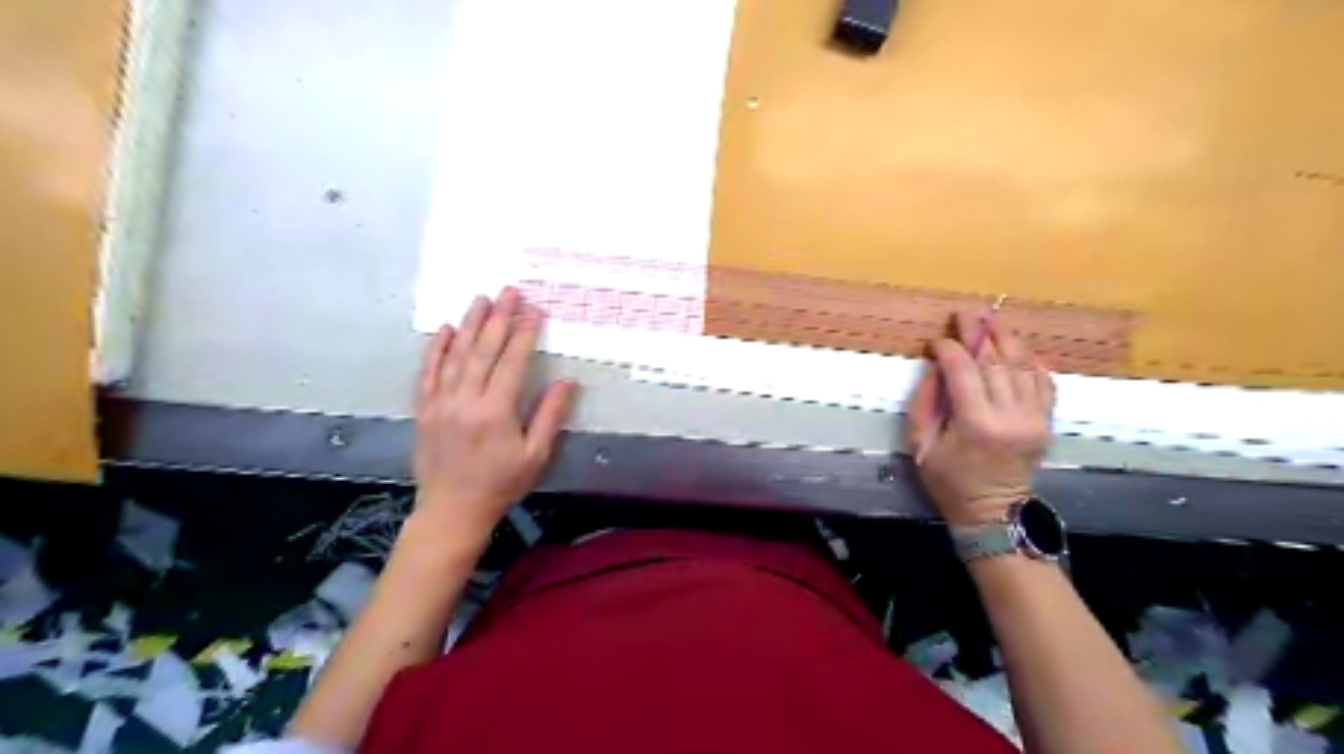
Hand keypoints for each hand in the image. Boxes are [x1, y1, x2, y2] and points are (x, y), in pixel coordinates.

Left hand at [409, 285, 578, 551]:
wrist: (452, 510)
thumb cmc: (500, 484)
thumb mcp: (536, 455)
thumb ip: (550, 416)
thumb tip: (568, 382)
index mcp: (496, 411)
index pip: (511, 361)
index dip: (524, 333)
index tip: (534, 310)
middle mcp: (465, 400)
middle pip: (483, 350)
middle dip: (498, 317)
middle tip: (509, 291)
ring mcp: (440, 402)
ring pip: (456, 354)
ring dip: (469, 324)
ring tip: (481, 299)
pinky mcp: (425, 409)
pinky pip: (429, 372)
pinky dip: (437, 348)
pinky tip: (445, 328)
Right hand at [907, 314, 1055, 528]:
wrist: (993, 513)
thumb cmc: (949, 481)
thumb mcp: (921, 446)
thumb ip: (924, 403)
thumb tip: (935, 366)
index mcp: (976, 423)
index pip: (963, 370)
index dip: (949, 349)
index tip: (936, 341)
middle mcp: (1010, 415)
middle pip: (996, 361)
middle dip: (979, 333)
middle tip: (966, 312)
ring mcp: (1034, 418)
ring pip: (1023, 366)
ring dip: (1006, 339)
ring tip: (992, 319)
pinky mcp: (1046, 422)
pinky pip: (1044, 382)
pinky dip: (1032, 361)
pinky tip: (1019, 348)